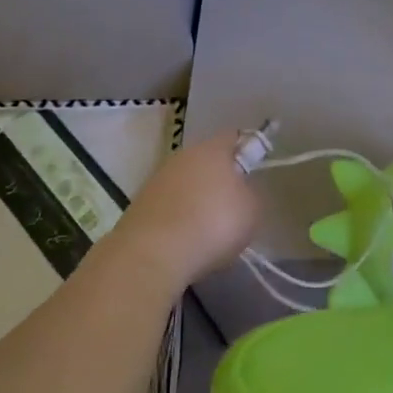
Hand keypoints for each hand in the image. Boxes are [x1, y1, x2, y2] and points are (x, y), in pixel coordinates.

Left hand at [113, 133, 263, 290]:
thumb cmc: (213, 223)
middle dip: (219, 178)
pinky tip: (185, 240)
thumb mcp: (252, 210)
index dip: (246, 151)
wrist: (153, 254)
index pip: (233, 138)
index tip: (253, 173)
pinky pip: (168, 205)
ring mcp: (157, 179)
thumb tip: (241, 191)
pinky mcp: (139, 205)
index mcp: (212, 149)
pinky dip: (177, 217)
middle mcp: (183, 156)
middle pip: (206, 160)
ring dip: (196, 199)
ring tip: (207, 229)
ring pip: (185, 183)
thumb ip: (250, 193)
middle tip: (232, 205)